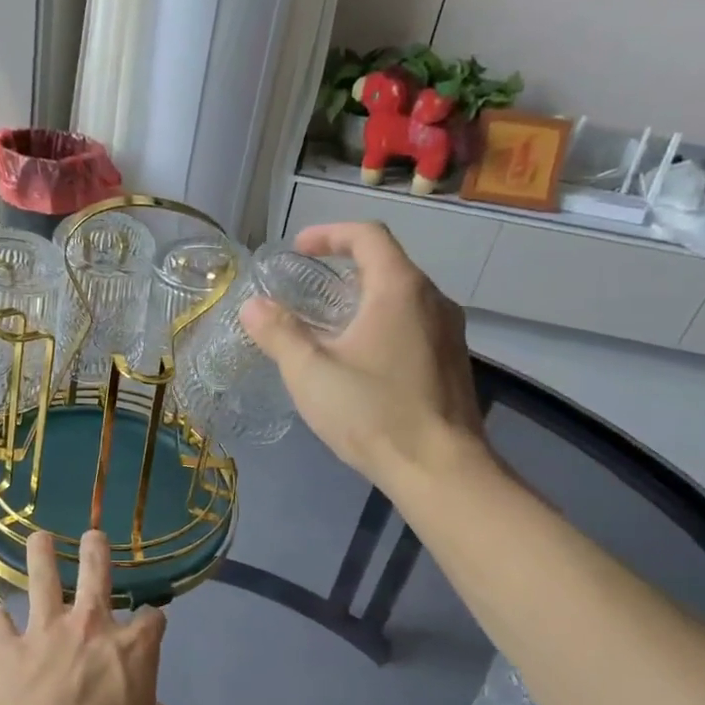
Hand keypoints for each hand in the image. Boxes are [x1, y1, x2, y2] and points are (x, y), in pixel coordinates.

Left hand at [0, 531, 185, 704]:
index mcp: (132, 650)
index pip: (152, 620)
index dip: (154, 621)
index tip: (152, 626)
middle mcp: (89, 627)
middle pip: (96, 571)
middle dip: (96, 549)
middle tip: (93, 536)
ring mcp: (43, 632)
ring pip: (42, 577)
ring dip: (41, 554)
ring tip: (40, 539)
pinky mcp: (4, 648)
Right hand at [241, 222, 487, 489]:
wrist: (441, 470)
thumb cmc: (373, 412)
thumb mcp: (310, 372)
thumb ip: (279, 333)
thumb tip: (254, 305)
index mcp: (400, 289)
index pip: (367, 236)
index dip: (329, 234)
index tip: (298, 250)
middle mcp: (433, 300)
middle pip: (386, 264)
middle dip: (342, 268)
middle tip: (306, 290)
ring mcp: (449, 333)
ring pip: (401, 297)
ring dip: (362, 299)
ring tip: (326, 325)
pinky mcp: (451, 363)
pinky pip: (412, 325)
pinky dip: (380, 324)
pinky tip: (358, 361)